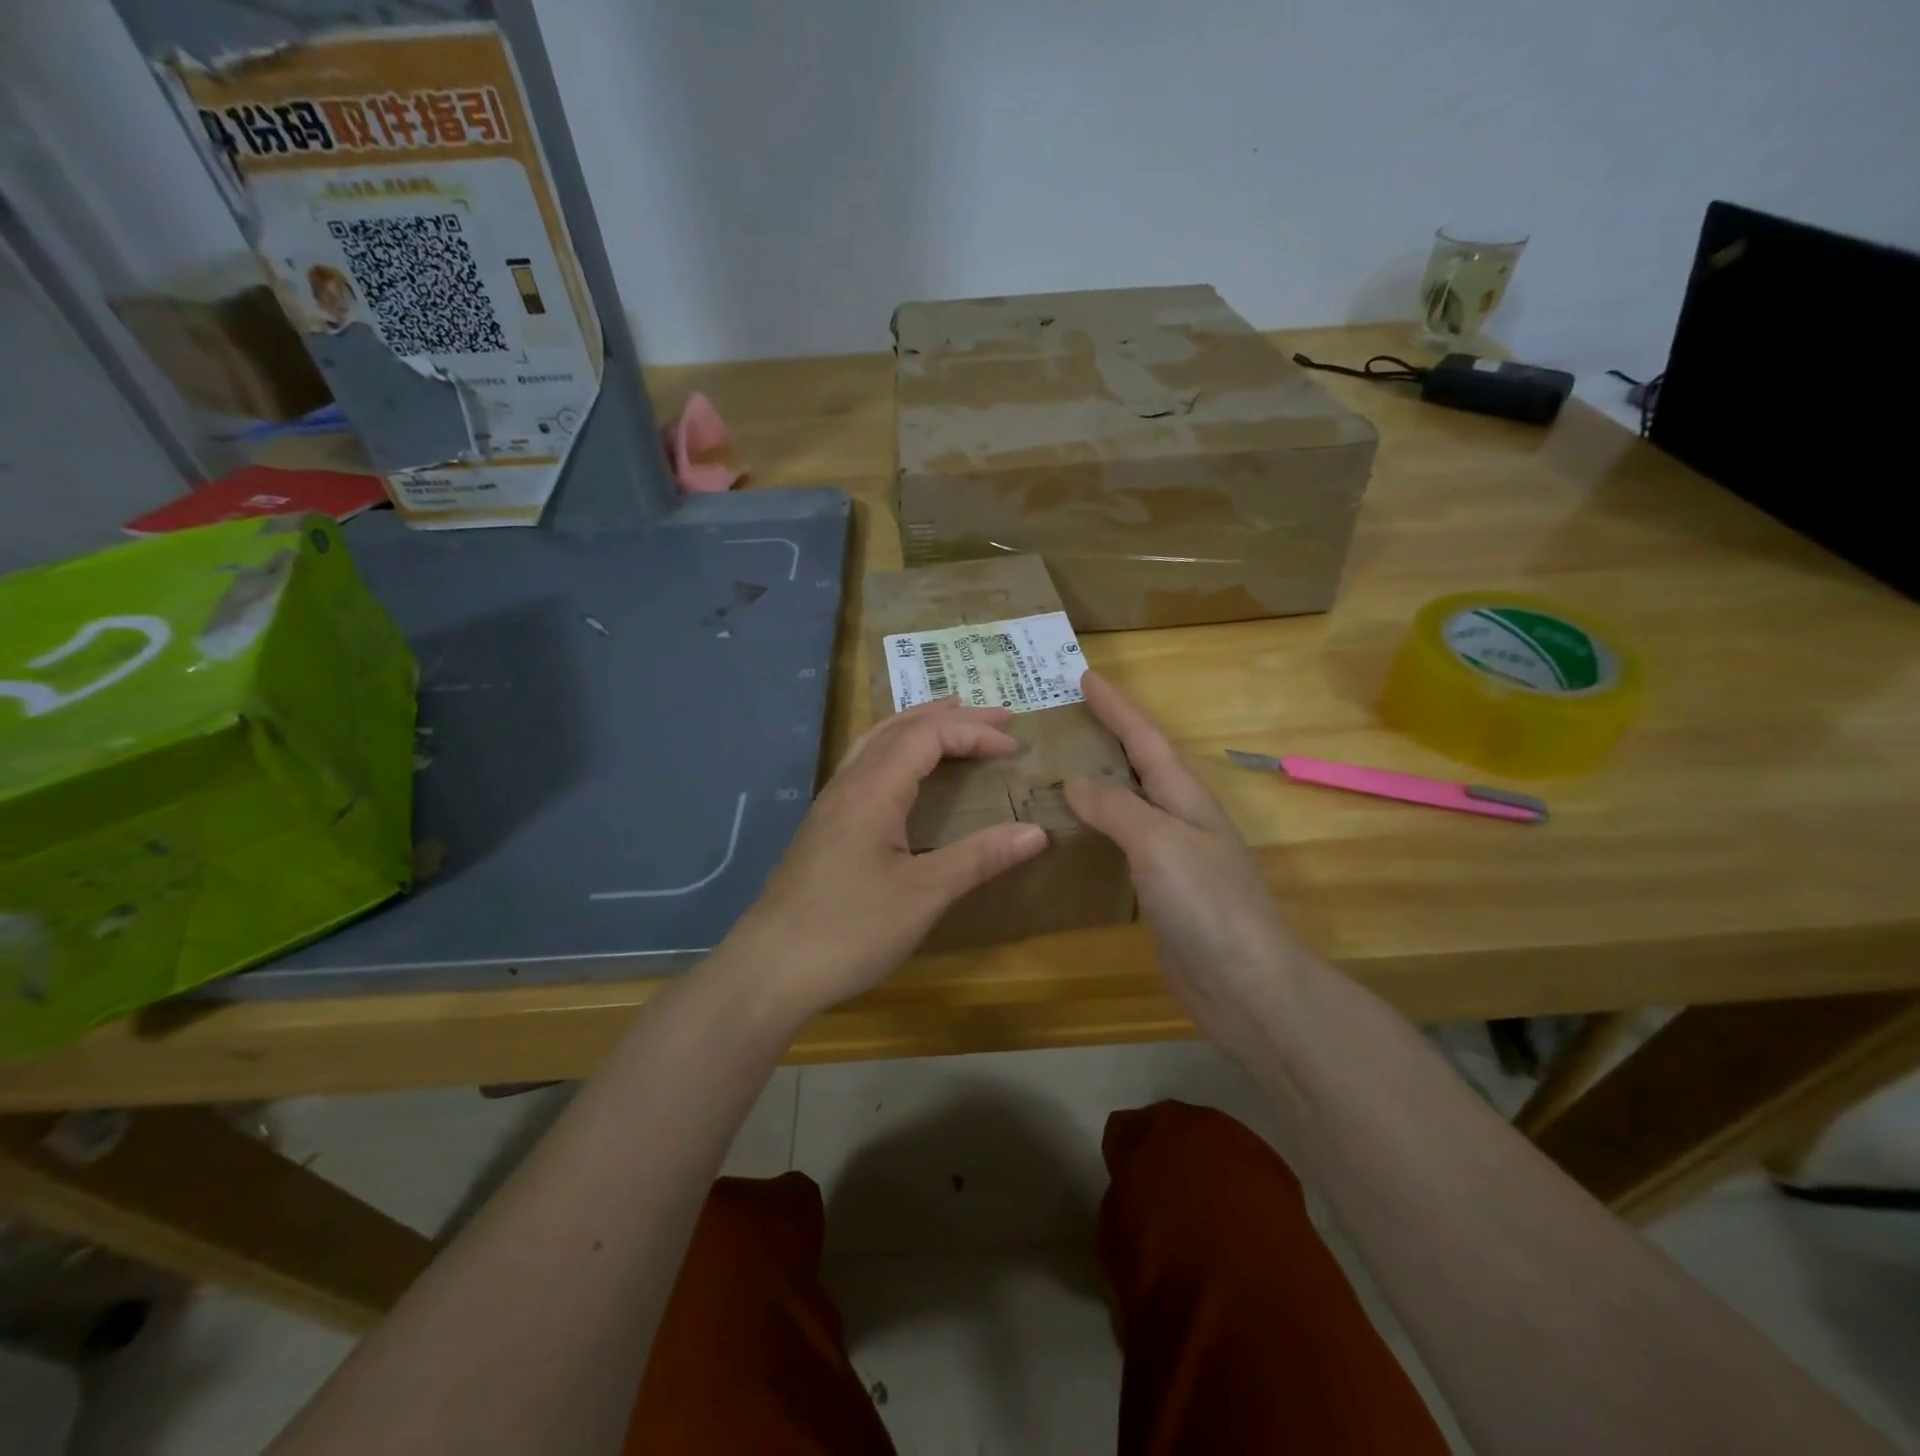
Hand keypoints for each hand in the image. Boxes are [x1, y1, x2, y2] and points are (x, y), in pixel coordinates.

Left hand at [722, 698, 1049, 1019]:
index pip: (928, 736)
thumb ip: (979, 858)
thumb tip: (1037, 832)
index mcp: (872, 790)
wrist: (770, 969)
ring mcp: (831, 803)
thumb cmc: (849, 930)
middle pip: (901, 727)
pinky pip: (866, 763)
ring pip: (877, 741)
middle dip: (951, 717)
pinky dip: (897, 748)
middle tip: (998, 718)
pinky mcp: (825, 825)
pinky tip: (906, 770)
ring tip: (953, 719)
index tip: (1015, 748)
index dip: (974, 734)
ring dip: (919, 724)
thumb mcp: (923, 895)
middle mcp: (848, 783)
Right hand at [1063, 672, 1312, 1061]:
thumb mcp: (1159, 842)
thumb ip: (1116, 807)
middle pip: (1139, 766)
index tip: (1085, 677)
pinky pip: (1121, 845)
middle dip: (1107, 737)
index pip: (1145, 739)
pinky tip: (1073, 836)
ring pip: (1128, 805)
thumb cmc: (1206, 902)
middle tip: (1064, 720)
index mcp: (1185, 797)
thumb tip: (1075, 779)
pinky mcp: (1160, 892)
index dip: (1116, 707)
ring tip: (1057, 769)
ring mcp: (1172, 857)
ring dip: (1098, 783)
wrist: (1245, 984)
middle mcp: (1180, 819)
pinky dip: (1096, 830)